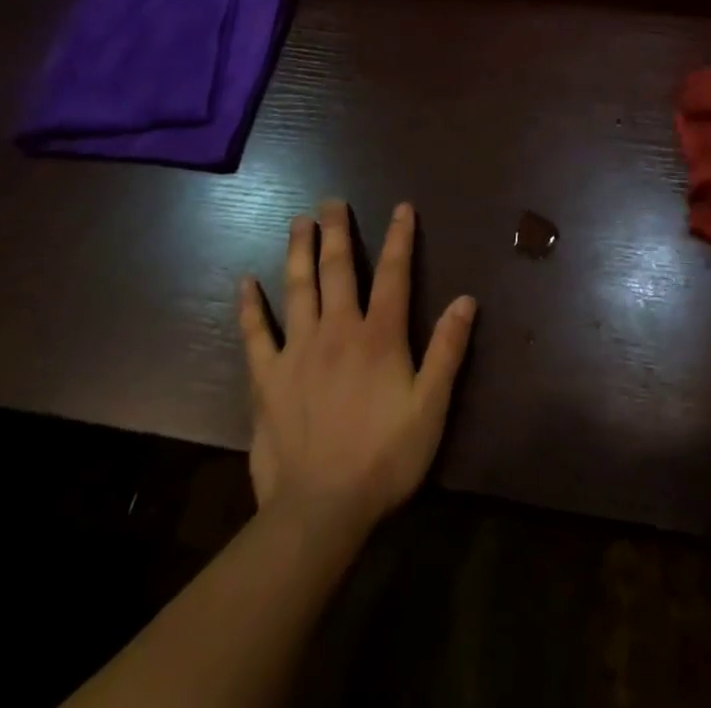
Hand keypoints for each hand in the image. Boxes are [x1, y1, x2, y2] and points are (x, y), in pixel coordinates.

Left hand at [239, 199, 476, 538]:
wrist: (319, 510)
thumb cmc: (384, 458)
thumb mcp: (431, 407)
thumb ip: (448, 350)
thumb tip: (466, 299)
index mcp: (379, 336)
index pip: (395, 274)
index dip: (400, 238)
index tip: (401, 207)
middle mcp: (337, 330)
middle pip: (338, 269)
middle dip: (338, 231)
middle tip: (332, 200)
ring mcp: (297, 352)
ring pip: (297, 288)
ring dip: (298, 251)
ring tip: (299, 221)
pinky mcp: (267, 379)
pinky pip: (255, 335)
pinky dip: (250, 307)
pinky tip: (245, 282)